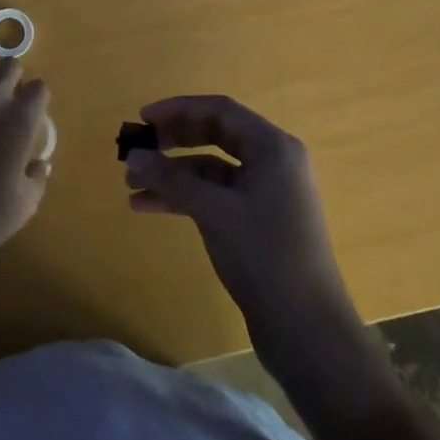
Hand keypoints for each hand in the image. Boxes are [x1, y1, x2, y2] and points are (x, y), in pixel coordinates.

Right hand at [124, 95, 358, 345]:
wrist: (307, 330)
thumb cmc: (265, 255)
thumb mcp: (213, 211)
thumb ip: (171, 178)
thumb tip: (133, 157)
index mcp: (273, 147)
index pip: (220, 110)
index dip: (178, 109)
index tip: (143, 118)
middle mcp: (273, 162)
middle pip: (215, 135)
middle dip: (172, 141)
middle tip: (137, 149)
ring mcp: (267, 193)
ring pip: (211, 168)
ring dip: (172, 174)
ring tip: (132, 185)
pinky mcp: (258, 221)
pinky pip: (215, 195)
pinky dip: (184, 197)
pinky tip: (149, 206)